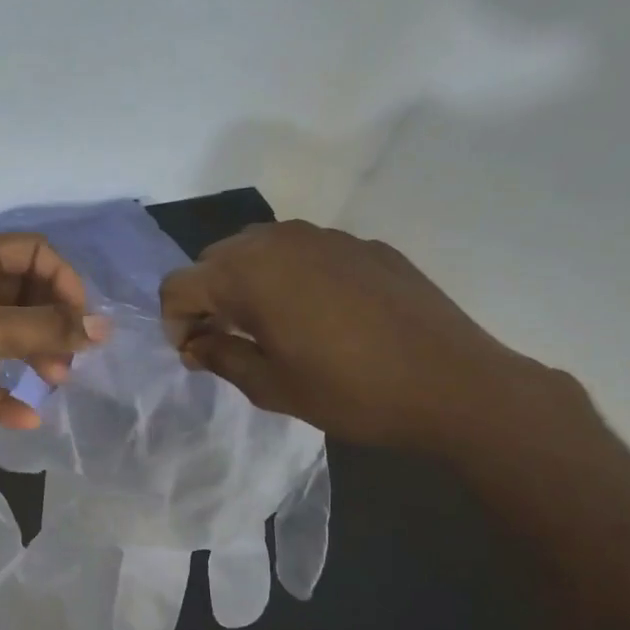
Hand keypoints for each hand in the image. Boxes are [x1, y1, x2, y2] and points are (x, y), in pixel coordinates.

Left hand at [0, 233, 107, 457]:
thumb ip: (46, 328)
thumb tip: (104, 329)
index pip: (33, 253)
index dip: (63, 281)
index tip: (81, 321)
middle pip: (24, 295)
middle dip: (51, 324)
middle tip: (70, 356)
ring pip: (8, 337)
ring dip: (34, 358)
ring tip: (56, 382)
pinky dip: (5, 394)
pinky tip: (25, 419)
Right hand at [159, 221, 552, 454]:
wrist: (455, 384)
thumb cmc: (351, 392)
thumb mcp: (272, 387)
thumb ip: (220, 357)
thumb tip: (195, 344)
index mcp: (248, 274)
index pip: (179, 284)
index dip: (174, 321)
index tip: (195, 354)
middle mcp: (278, 241)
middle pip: (215, 259)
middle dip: (208, 298)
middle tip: (228, 340)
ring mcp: (325, 237)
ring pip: (259, 249)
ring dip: (248, 283)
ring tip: (271, 325)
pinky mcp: (362, 245)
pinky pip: (305, 252)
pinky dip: (291, 276)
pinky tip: (322, 315)